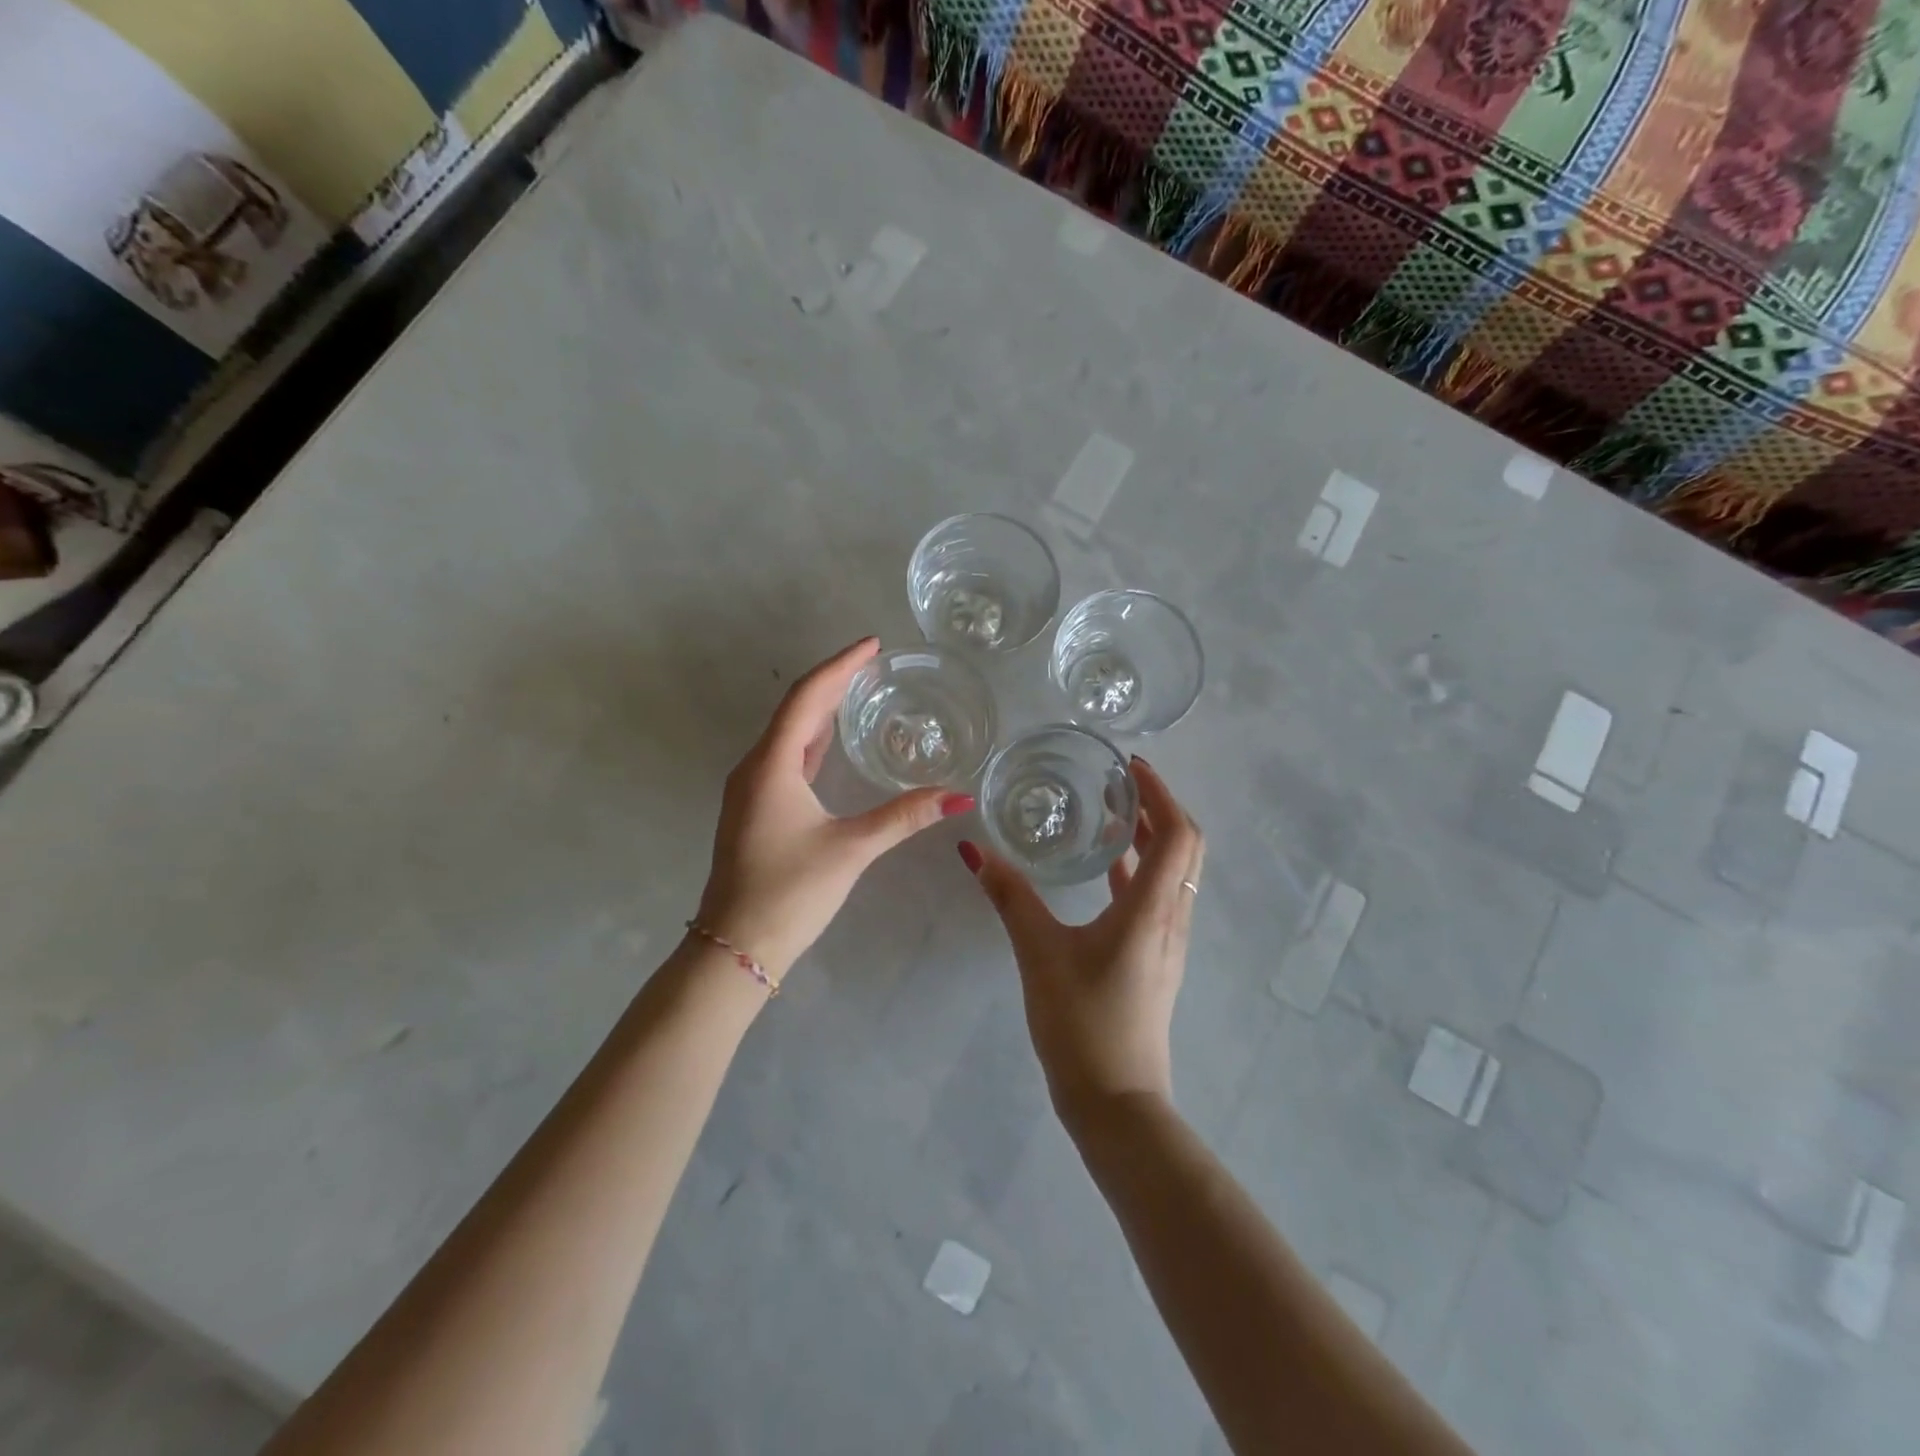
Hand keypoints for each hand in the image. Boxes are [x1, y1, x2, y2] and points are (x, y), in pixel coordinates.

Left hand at [696, 638, 972, 982]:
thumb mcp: (852, 849)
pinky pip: (784, 757)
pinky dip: (811, 740)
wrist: (734, 946)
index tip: (872, 644)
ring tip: (857, 690)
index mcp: (772, 765)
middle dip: (833, 681)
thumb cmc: (790, 892)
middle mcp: (755, 767)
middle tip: (872, 662)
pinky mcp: (754, 809)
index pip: (808, 697)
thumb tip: (959, 796)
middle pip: (796, 709)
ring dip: (821, 709)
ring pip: (788, 733)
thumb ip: (905, 817)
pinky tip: (831, 743)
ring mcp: (750, 789)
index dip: (840, 665)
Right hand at [959, 758, 1204, 1130]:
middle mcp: (1172, 917)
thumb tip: (974, 850)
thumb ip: (1009, 897)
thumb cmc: (1081, 1022)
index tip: (1130, 766)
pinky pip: (1158, 895)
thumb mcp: (1039, 953)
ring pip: (1175, 871)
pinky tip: (1106, 866)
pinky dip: (1140, 868)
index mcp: (1153, 908)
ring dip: (1152, 835)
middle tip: (1119, 781)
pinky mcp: (1155, 958)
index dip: (1161, 793)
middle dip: (1159, 806)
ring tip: (1111, 811)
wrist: (1115, 1101)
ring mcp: (1168, 940)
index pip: (1178, 833)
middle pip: (1186, 847)